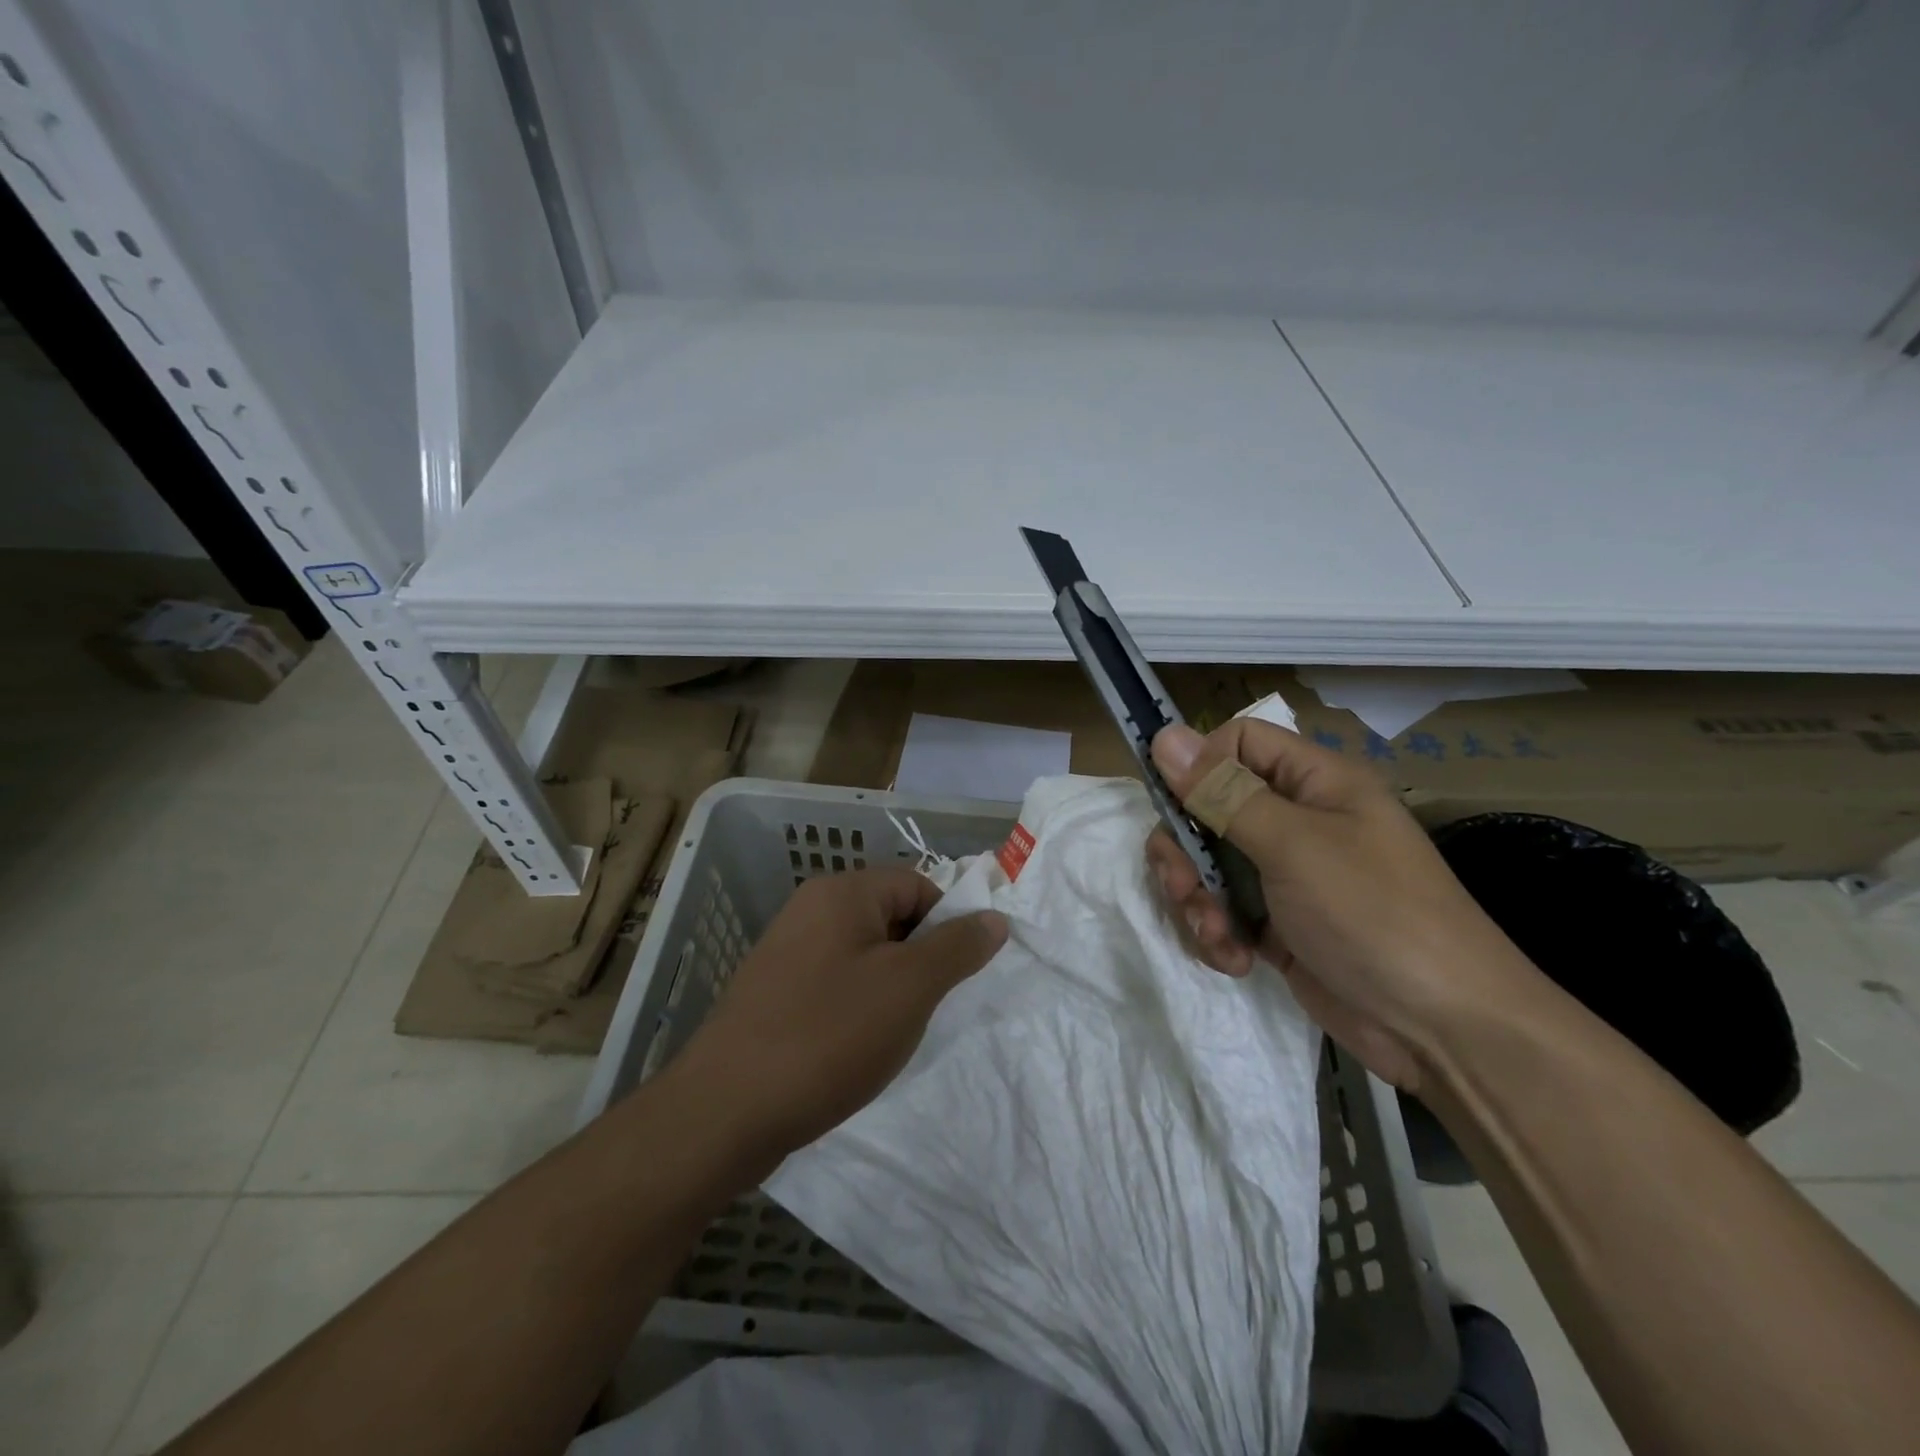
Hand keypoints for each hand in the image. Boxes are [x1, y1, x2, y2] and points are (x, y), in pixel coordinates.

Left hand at [669, 868, 1007, 1158]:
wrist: (724, 1111)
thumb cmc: (829, 1035)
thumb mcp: (909, 988)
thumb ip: (957, 947)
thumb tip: (994, 918)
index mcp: (842, 893)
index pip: (917, 885)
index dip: (947, 925)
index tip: (953, 977)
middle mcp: (810, 909)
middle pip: (890, 917)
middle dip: (918, 960)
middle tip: (924, 1009)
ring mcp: (787, 951)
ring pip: (864, 955)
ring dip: (889, 989)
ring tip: (890, 1035)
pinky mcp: (773, 992)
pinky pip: (834, 983)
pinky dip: (856, 1008)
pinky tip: (854, 1048)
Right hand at [1146, 720, 1534, 1089]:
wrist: (1441, 1029)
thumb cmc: (1373, 914)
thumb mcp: (1293, 846)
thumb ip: (1222, 792)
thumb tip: (1163, 735)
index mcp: (1313, 783)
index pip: (1238, 743)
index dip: (1199, 765)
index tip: (1174, 805)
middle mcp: (1296, 820)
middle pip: (1208, 808)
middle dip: (1184, 850)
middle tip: (1183, 886)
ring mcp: (1284, 874)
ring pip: (1206, 863)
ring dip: (1196, 899)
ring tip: (1214, 935)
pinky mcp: (1275, 924)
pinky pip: (1221, 910)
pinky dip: (1216, 933)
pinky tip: (1235, 960)